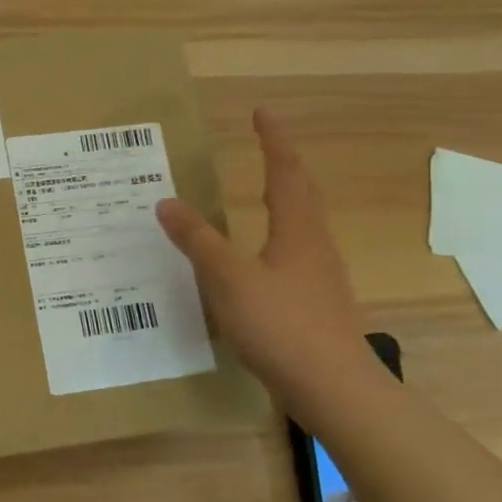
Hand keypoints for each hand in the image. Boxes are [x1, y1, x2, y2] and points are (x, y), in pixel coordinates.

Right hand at [156, 109, 374, 418]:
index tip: (262, 113)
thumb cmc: (282, 325)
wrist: (335, 388)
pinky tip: (264, 254)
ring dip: (287, 197)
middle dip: (285, 164)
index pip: (285, 172)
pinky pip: (298, 250)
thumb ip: (197, 240)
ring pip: (304, 223)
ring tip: (265, 190)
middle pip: (303, 193)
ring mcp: (320, 275)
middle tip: (267, 144)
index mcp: (296, 230)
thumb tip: (166, 201)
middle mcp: (314, 245)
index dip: (273, 141)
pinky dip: (280, 232)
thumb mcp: (229, 279)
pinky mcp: (317, 302)